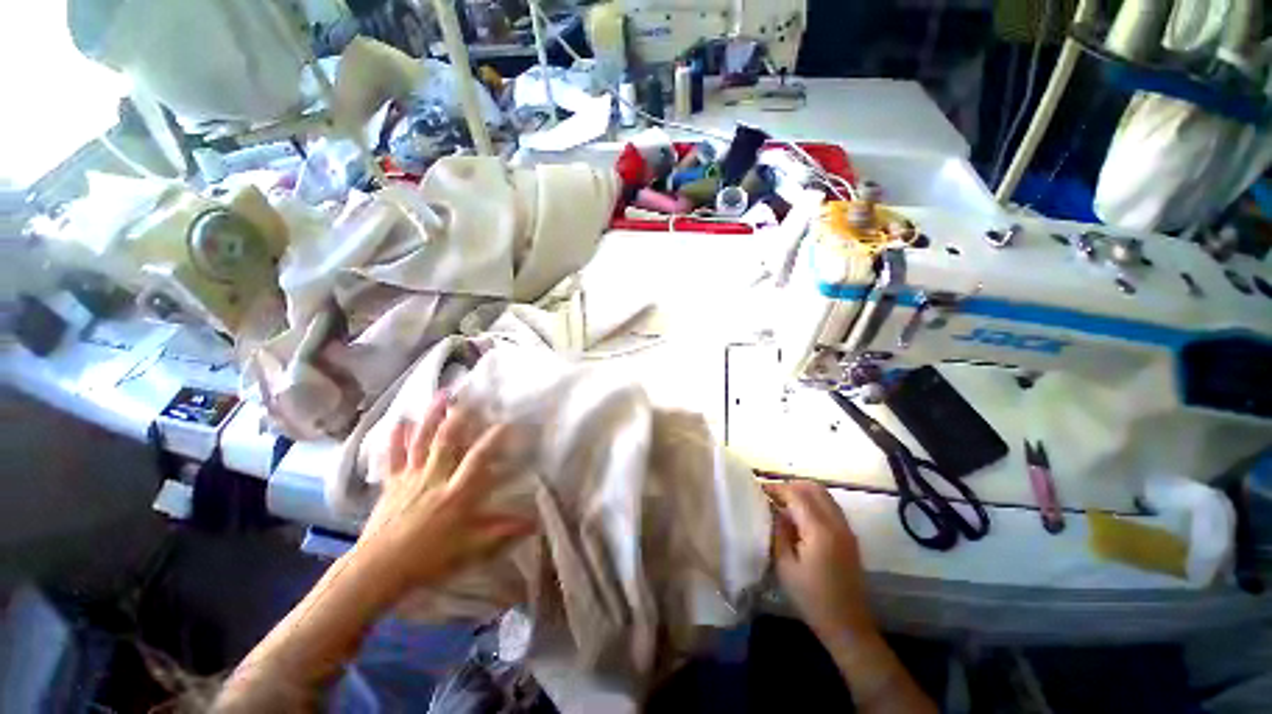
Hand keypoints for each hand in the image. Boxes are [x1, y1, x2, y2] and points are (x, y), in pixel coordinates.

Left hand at [354, 393, 534, 598]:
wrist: (376, 571)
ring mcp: (411, 477)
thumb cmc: (428, 559)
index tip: (509, 422)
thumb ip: (502, 533)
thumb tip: (535, 523)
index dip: (494, 438)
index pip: (479, 458)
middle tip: (471, 395)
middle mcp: (434, 477)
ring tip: (441, 394)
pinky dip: (397, 437)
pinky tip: (401, 421)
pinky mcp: (392, 483)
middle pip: (447, 440)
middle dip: (460, 415)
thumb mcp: (471, 549)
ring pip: (422, 440)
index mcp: (456, 492)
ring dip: (432, 416)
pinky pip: (394, 455)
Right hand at [767, 481, 873, 639]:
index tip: (759, 489)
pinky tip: (799, 516)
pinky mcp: (849, 536)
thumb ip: (778, 533)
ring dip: (803, 492)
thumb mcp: (785, 567)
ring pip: (824, 495)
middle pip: (813, 488)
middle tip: (772, 495)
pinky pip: (830, 506)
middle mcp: (836, 523)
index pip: (796, 495)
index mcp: (820, 531)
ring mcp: (846, 529)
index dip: (777, 488)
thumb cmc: (812, 599)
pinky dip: (813, 501)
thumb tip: (774, 510)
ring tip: (783, 503)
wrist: (848, 626)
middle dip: (790, 486)